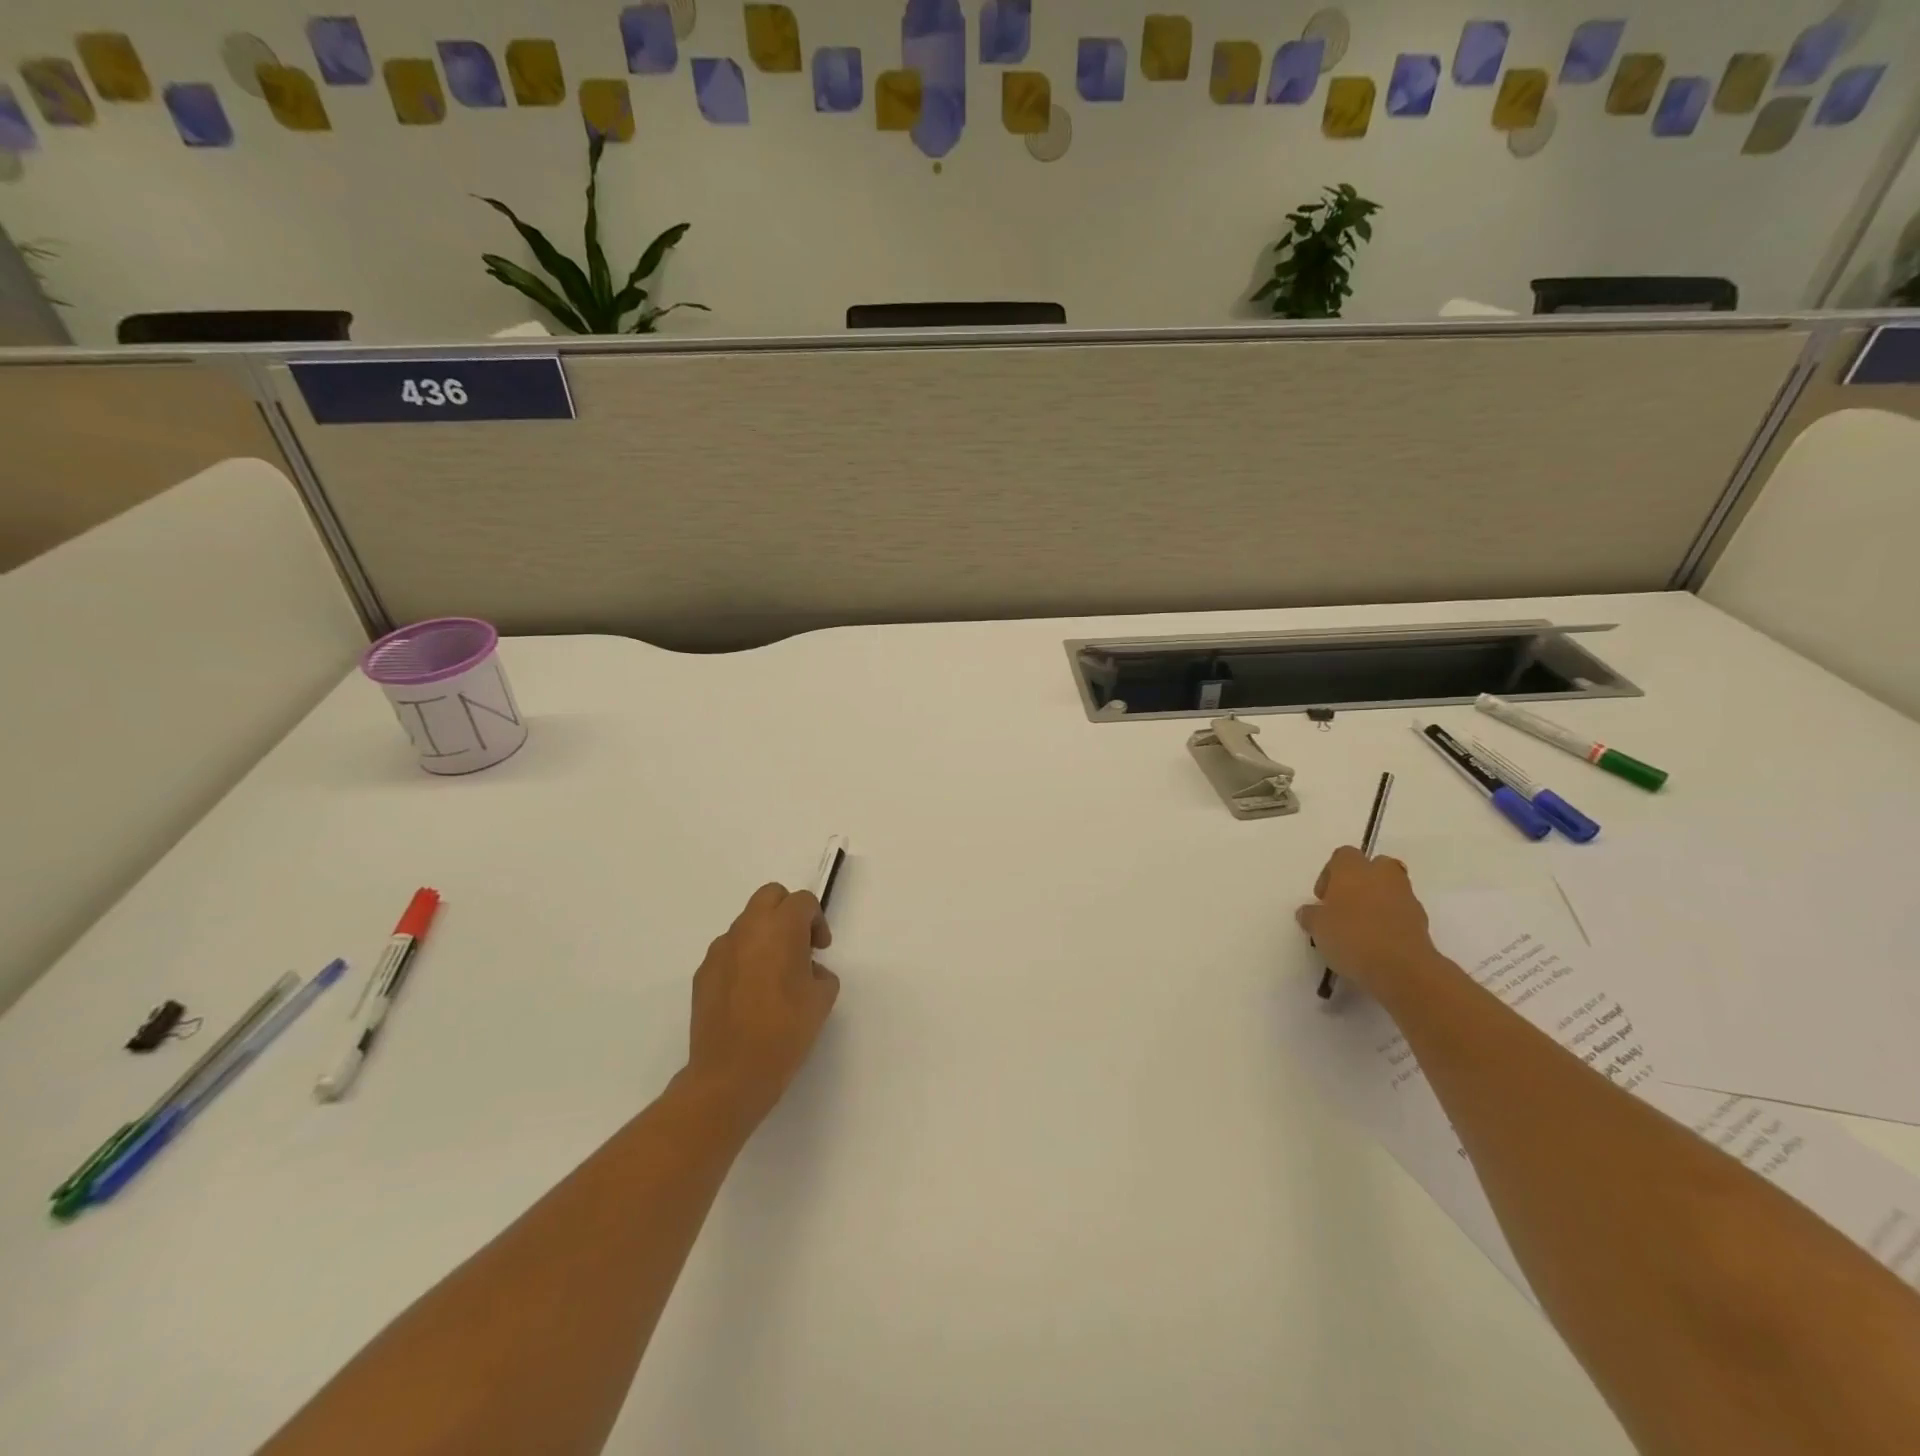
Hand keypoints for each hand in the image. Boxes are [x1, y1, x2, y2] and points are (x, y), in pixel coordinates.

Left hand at [685, 883, 839, 1127]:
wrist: (731, 1073)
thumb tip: (808, 970)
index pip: (802, 901)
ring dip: (764, 935)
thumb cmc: (785, 1032)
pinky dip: (743, 958)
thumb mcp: (822, 1000)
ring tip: (773, 974)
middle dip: (788, 912)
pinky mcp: (702, 973)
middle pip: (770, 896)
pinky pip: (728, 951)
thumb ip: (821, 973)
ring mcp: (720, 950)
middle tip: (799, 946)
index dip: (817, 921)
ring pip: (746, 923)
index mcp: (780, 929)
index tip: (821, 949)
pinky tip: (750, 994)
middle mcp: (747, 929)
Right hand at [1296, 846, 1443, 1001]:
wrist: (1402, 968)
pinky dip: (1391, 921)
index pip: (1342, 856)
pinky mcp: (1422, 921)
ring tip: (1362, 928)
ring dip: (1378, 901)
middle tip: (1346, 905)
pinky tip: (1377, 942)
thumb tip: (1310, 912)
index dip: (1330, 874)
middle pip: (1374, 866)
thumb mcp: (1317, 927)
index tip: (1324, 898)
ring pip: (1390, 889)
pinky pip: (1402, 912)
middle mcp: (1382, 875)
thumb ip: (1311, 915)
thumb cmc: (1351, 937)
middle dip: (1361, 881)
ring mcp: (1406, 897)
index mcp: (1353, 869)